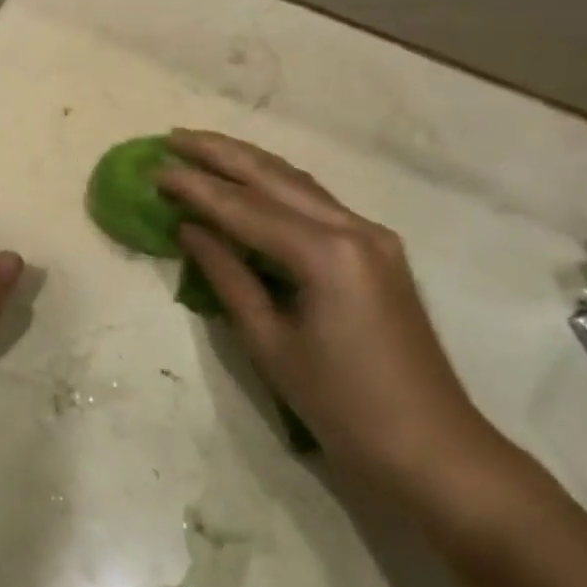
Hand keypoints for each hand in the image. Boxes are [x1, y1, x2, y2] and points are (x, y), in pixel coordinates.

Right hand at [157, 130, 508, 501]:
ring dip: (248, 162)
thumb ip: (228, 276)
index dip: (195, 187)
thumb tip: (190, 229)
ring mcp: (372, 236)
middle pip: (275, 177)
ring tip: (203, 148)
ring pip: (298, 183)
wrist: (432, 449)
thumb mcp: (270, 343)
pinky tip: (251, 181)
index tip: (154, 169)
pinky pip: (316, 204)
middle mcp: (353, 229)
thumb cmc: (342, 406)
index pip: (245, 207)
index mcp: (326, 254)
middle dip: (221, 154)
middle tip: (173, 137)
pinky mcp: (378, 250)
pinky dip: (276, 187)